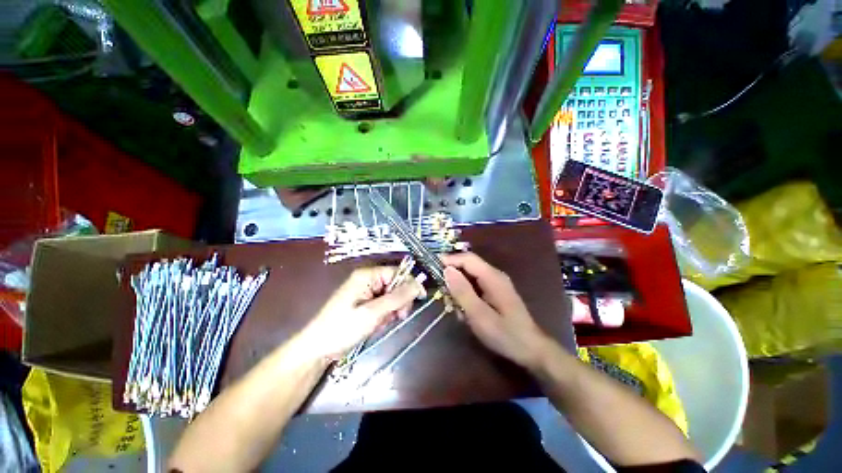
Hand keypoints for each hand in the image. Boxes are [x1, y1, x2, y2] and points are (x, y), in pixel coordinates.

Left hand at [299, 266, 423, 360]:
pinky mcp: (365, 304)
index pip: (397, 272)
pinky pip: (383, 306)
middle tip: (398, 316)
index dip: (410, 283)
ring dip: (391, 311)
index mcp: (367, 275)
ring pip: (391, 297)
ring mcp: (366, 292)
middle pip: (395, 285)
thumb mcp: (373, 313)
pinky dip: (384, 316)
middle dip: (399, 301)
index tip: (421, 298)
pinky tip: (377, 325)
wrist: (318, 349)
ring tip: (382, 323)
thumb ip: (397, 298)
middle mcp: (368, 280)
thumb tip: (418, 285)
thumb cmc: (343, 328)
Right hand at [442, 252, 550, 369]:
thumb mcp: (479, 315)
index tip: (431, 266)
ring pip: (470, 277)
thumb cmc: (505, 334)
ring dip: (458, 289)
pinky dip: (466, 296)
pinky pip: (475, 287)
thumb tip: (447, 270)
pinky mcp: (495, 293)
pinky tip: (464, 312)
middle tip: (440, 292)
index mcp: (492, 277)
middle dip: (452, 277)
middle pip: (468, 266)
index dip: (449, 259)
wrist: (532, 350)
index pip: (467, 259)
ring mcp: (495, 284)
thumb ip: (462, 292)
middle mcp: (494, 275)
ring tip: (453, 307)